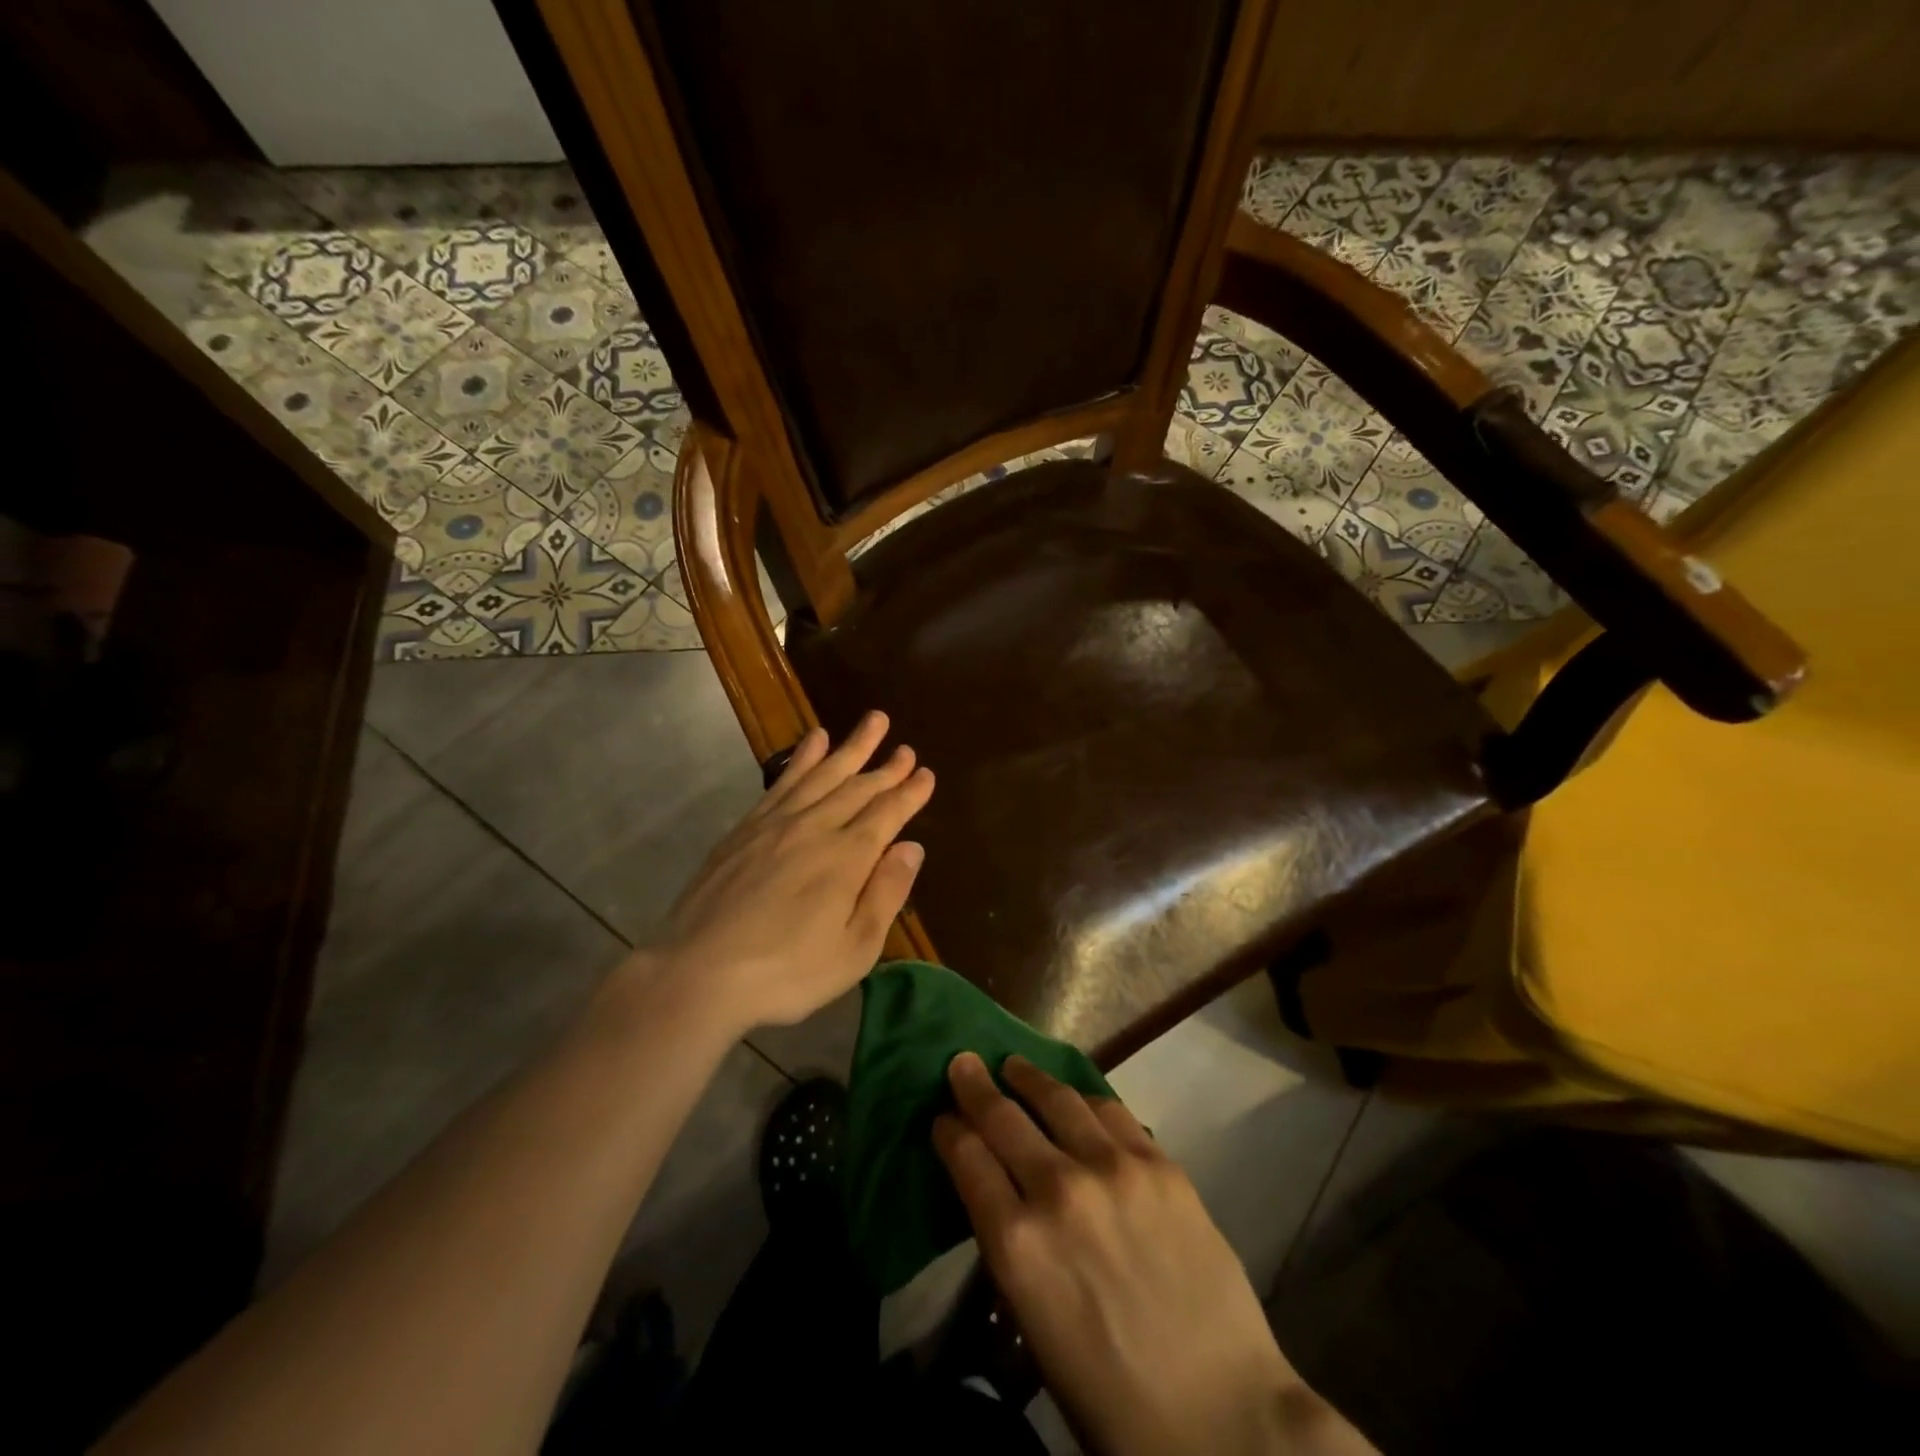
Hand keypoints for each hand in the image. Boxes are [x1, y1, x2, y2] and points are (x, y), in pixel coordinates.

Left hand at [647, 711, 933, 1034]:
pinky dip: (802, 758)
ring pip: (822, 773)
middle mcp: (816, 828)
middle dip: (886, 767)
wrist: (698, 972)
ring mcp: (777, 823)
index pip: (887, 814)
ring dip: (850, 747)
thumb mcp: (854, 950)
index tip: (927, 774)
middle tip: (906, 747)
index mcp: (847, 858)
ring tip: (872, 721)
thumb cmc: (786, 972)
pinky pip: (783, 781)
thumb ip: (886, 893)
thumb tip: (912, 847)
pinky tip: (813, 741)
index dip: (910, 793)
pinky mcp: (746, 828)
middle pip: (858, 787)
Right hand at [934, 1054, 1368, 1455]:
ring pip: (1057, 1099)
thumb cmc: (1111, 1395)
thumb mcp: (1035, 1328)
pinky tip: (1077, 1097)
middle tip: (962, 1063)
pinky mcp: (1159, 1163)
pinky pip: (1111, 1111)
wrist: (1221, 1416)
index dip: (949, 1131)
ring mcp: (1113, 1169)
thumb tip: (1001, 1198)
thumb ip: (1013, 1251)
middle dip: (974, 1086)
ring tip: (1015, 1065)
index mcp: (1017, 1246)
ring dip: (1028, 1078)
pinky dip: (1084, 1099)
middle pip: (1003, 1118)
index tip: (943, 1118)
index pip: (967, 1159)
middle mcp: (1058, 1191)